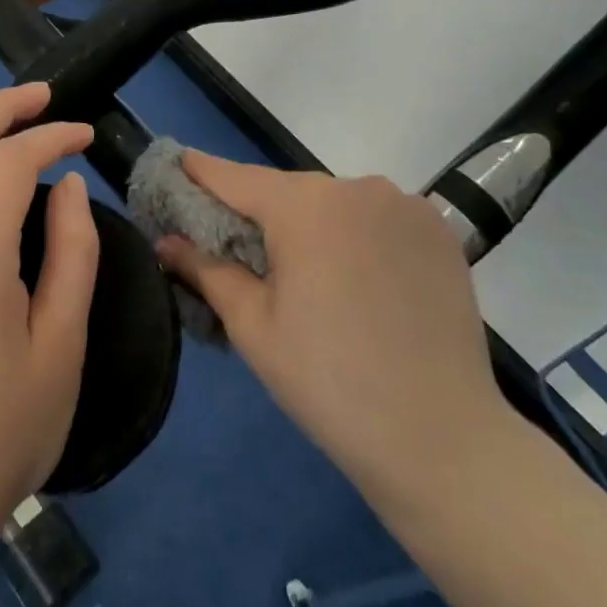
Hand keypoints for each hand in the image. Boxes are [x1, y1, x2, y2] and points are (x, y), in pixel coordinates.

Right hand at [155, 152, 508, 503]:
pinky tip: (357, 279)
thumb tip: (166, 241)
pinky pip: (377, 218)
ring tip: (306, 275)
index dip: (200, 172)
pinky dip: (356, 234)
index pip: (235, 177)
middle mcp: (356, 187)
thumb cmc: (328, 382)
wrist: (441, 440)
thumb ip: (205, 270)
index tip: (175, 165)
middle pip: (287, 191)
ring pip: (335, 203)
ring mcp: (405, 205)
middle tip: (238, 250)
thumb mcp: (253, 325)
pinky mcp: (439, 231)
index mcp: (305, 205)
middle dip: (259, 213)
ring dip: (311, 225)